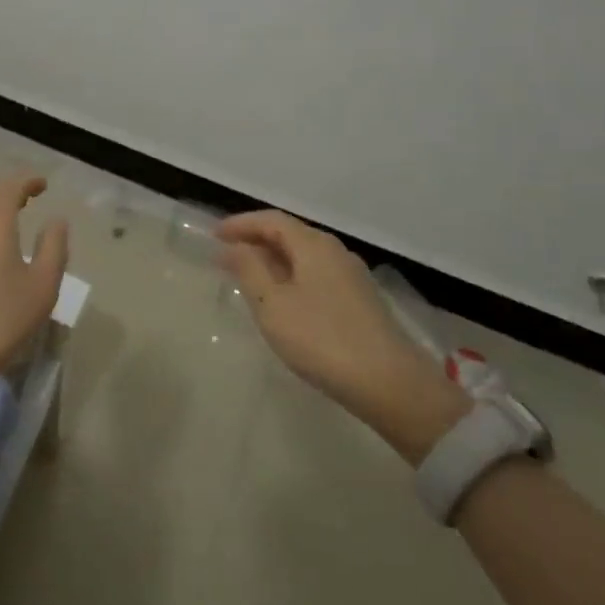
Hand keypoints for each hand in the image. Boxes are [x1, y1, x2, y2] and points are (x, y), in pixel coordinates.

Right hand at [217, 209, 464, 457]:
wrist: (391, 385)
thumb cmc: (322, 339)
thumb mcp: (272, 305)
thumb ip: (249, 270)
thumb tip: (233, 247)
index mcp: (313, 245)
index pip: (271, 220)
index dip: (241, 224)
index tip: (214, 235)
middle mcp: (336, 252)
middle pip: (290, 234)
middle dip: (256, 240)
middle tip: (227, 254)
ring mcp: (352, 277)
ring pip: (305, 256)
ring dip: (274, 260)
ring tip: (249, 277)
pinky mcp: (361, 302)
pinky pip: (317, 275)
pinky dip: (292, 277)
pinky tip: (284, 300)